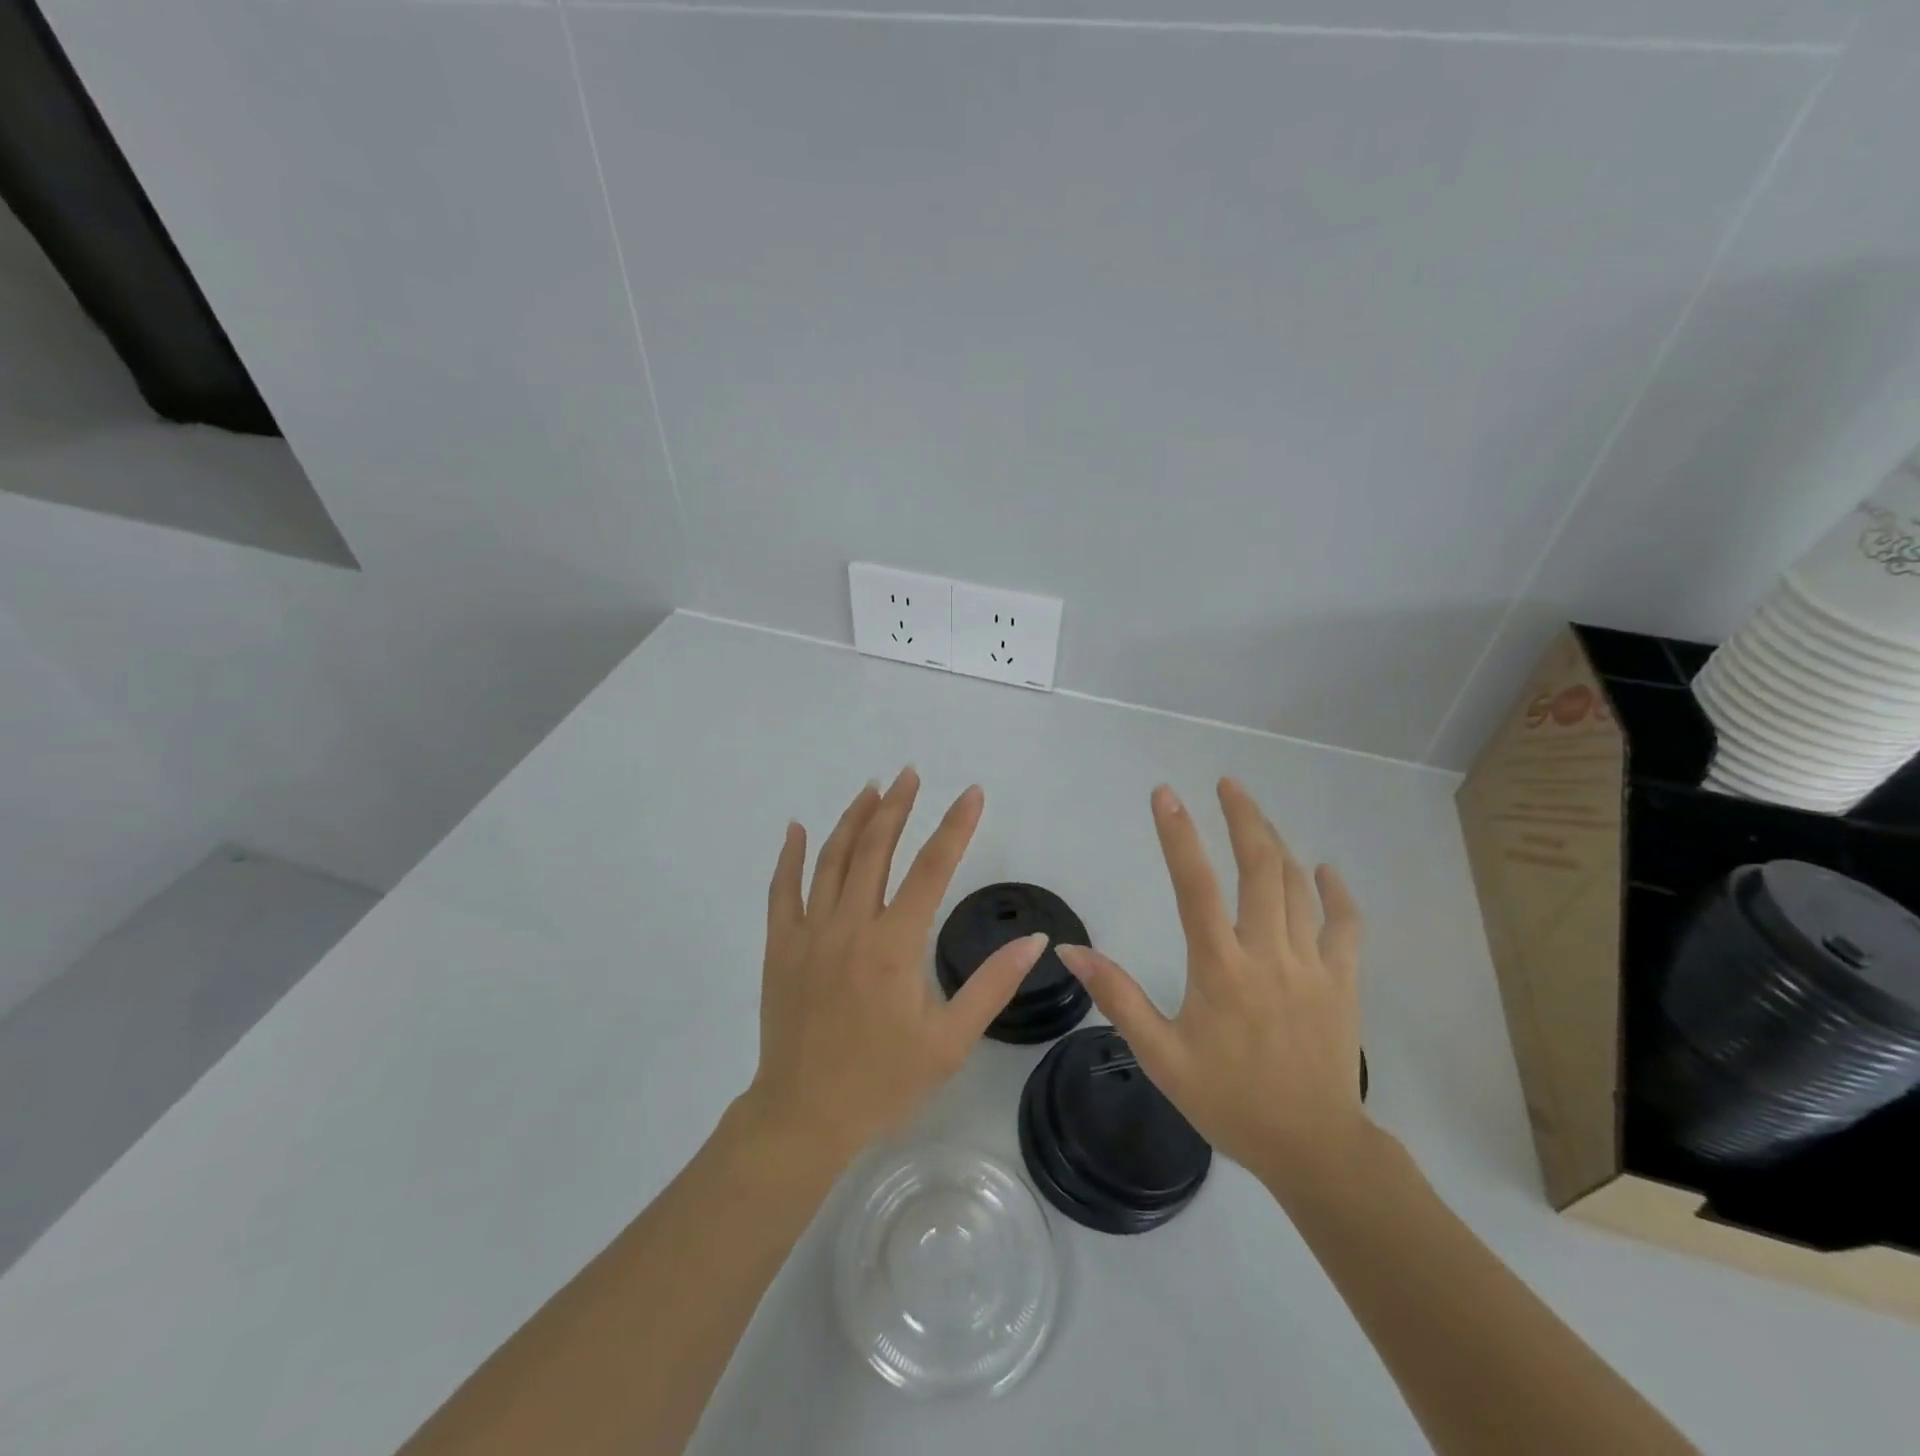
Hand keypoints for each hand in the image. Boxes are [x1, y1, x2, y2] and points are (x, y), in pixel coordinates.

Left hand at [741, 767, 1048, 1167]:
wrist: (805, 1115)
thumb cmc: (884, 1081)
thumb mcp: (950, 1041)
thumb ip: (992, 985)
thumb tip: (1034, 940)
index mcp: (894, 945)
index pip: (931, 869)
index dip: (955, 827)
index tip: (971, 793)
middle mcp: (850, 926)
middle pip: (875, 850)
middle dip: (896, 807)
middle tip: (910, 774)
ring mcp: (809, 933)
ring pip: (830, 860)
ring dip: (852, 820)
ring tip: (872, 789)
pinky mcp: (780, 946)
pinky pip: (782, 890)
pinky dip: (790, 856)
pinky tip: (797, 828)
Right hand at [1055, 779, 1369, 1199]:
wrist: (1312, 1147)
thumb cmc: (1229, 1100)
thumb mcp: (1160, 1056)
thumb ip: (1117, 996)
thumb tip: (1070, 949)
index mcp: (1220, 968)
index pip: (1195, 886)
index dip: (1178, 834)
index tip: (1165, 794)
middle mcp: (1268, 953)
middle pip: (1260, 867)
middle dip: (1243, 817)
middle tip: (1225, 783)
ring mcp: (1313, 964)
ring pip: (1298, 886)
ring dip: (1277, 843)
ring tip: (1256, 815)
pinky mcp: (1344, 981)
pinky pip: (1346, 924)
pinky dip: (1336, 892)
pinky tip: (1323, 870)